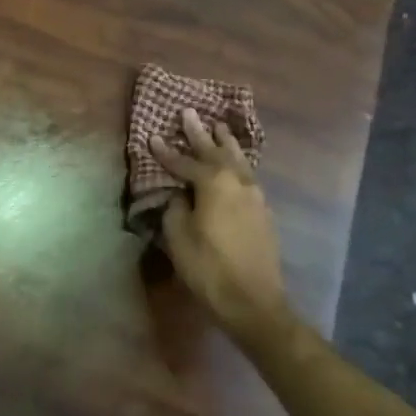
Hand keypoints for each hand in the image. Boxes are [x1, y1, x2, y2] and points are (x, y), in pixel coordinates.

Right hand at [149, 109, 288, 341]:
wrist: (254, 302)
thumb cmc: (208, 268)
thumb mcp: (178, 237)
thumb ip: (175, 208)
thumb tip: (179, 194)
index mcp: (213, 183)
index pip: (183, 162)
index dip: (166, 151)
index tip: (153, 136)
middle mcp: (237, 181)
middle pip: (215, 151)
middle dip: (199, 133)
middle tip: (189, 113)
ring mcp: (254, 196)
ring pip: (238, 160)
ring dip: (225, 143)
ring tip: (218, 127)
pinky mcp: (263, 211)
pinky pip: (248, 175)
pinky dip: (237, 163)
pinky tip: (235, 163)